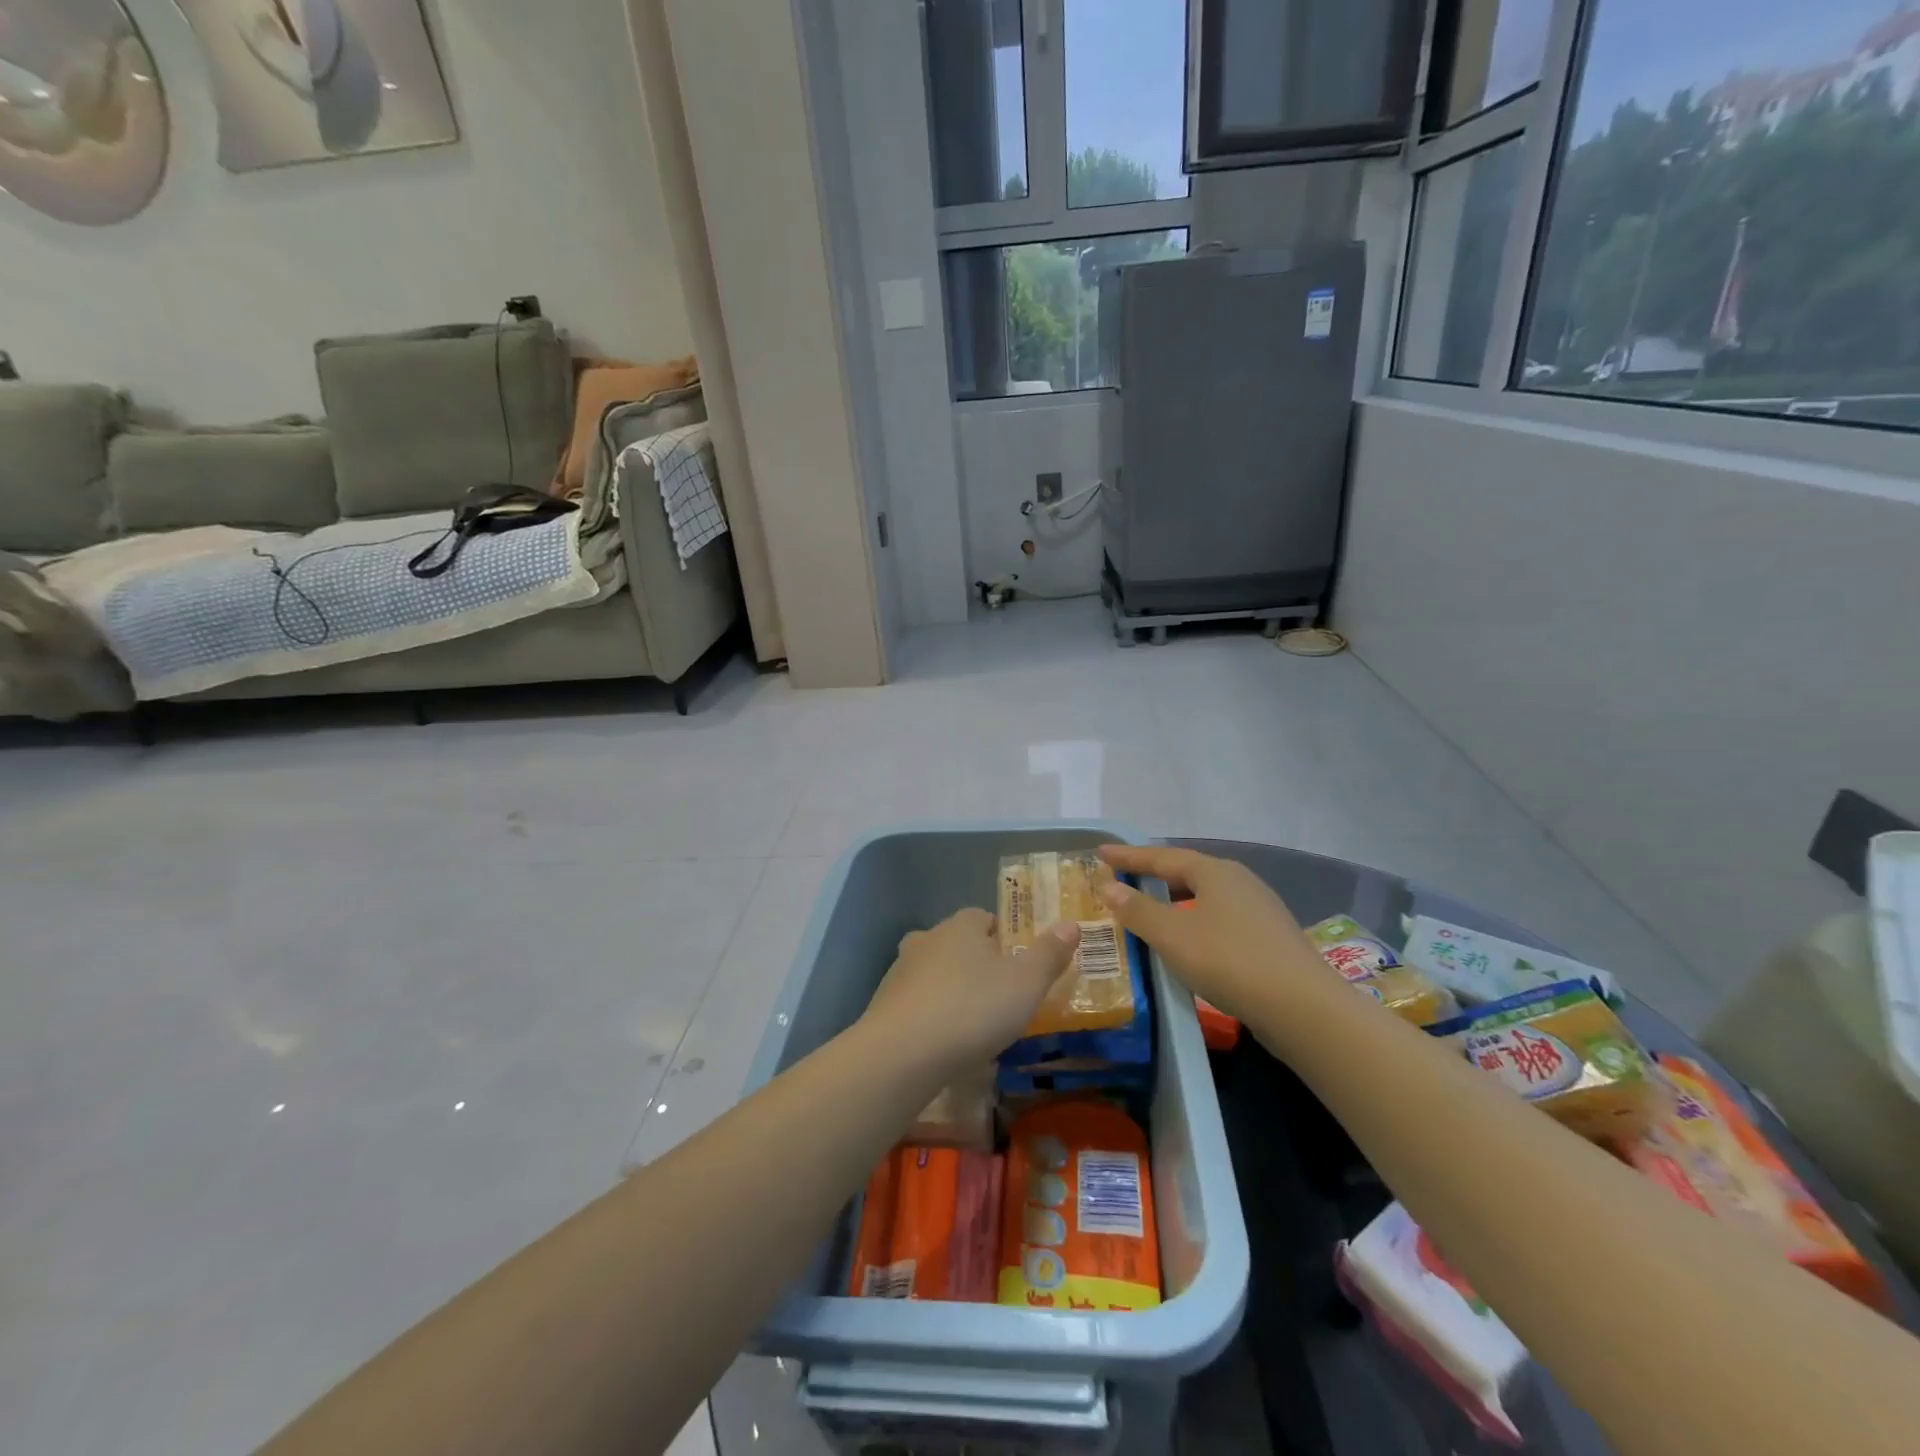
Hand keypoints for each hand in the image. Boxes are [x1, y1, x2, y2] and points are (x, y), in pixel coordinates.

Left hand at [859, 909, 1080, 1071]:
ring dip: (950, 989)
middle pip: (956, 943)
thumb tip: (1071, 925)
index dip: (1003, 936)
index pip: (983, 917)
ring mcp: (900, 970)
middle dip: (975, 963)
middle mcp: (927, 938)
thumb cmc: (973, 1009)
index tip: (1017, 962)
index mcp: (962, 926)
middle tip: (998, 994)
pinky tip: (943, 1042)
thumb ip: (1049, 954)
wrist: (903, 1052)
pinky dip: (930, 1015)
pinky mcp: (883, 1004)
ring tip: (972, 1023)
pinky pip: (916, 1003)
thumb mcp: (1026, 984)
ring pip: (933, 972)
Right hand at [1096, 844, 1324, 1021]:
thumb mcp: (1172, 935)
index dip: (1129, 856)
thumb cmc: (1228, 960)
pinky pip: (1221, 918)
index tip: (1101, 852)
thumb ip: (1137, 910)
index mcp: (1215, 872)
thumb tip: (1109, 888)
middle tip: (1123, 879)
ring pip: (1206, 896)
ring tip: (1151, 909)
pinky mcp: (1269, 938)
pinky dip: (1195, 920)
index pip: (1162, 856)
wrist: (1302, 1008)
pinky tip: (1189, 939)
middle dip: (1153, 875)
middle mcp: (1239, 881)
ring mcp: (1259, 910)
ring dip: (1175, 900)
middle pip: (1187, 872)